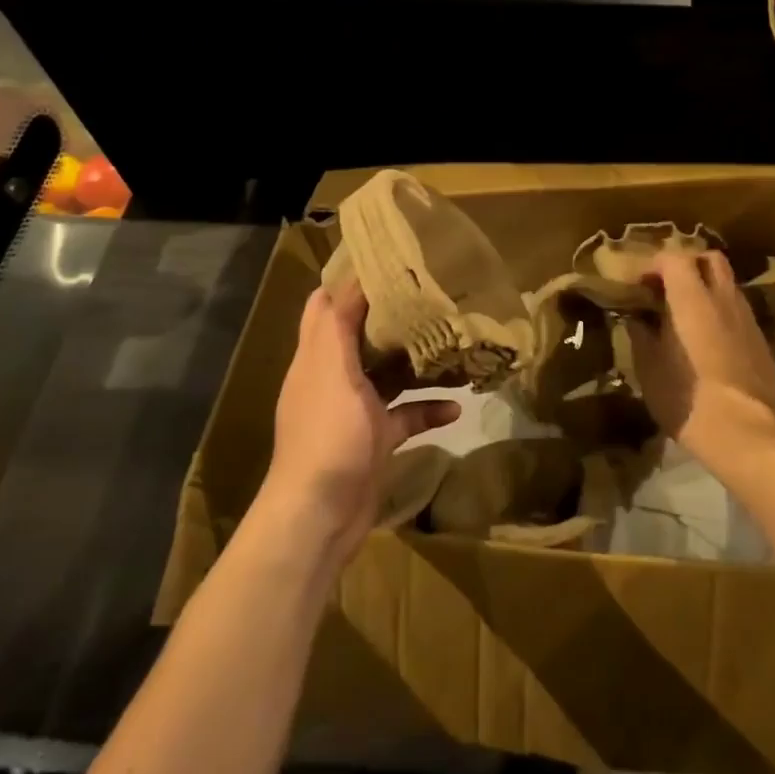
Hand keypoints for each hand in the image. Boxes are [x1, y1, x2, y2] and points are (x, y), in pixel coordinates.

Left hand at [263, 280, 459, 562]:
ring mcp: (354, 411)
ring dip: (415, 361)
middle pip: (362, 336)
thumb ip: (336, 325)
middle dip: (392, 316)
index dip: (351, 280)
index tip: (390, 258)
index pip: (327, 306)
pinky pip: (406, 416)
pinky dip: (428, 410)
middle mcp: (333, 378)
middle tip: (431, 294)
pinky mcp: (375, 440)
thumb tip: (348, 278)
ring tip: (452, 341)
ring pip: (388, 375)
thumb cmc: (327, 433)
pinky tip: (458, 407)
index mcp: (316, 357)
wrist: (321, 514)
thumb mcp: (330, 369)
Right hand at [628, 251, 774, 464]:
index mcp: (691, 298)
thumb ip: (640, 334)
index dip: (653, 264)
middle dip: (688, 264)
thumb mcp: (648, 367)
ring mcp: (748, 319)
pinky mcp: (762, 342)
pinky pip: (739, 313)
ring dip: (707, 289)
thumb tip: (635, 318)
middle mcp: (724, 298)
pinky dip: (722, 314)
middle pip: (711, 259)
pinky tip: (710, 341)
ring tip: (687, 315)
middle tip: (667, 287)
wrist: (743, 431)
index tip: (638, 283)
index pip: (674, 257)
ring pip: (729, 285)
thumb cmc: (685, 395)